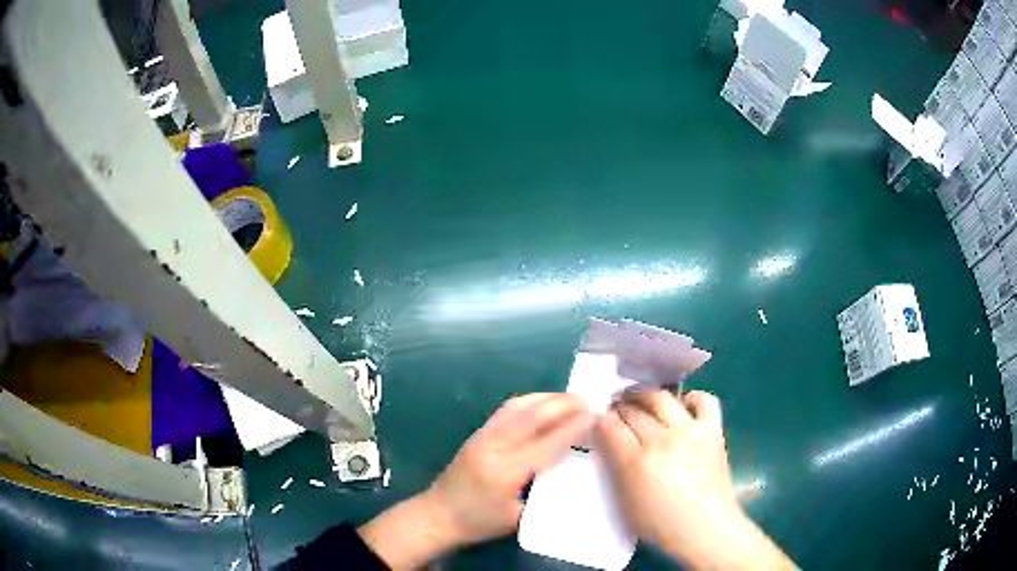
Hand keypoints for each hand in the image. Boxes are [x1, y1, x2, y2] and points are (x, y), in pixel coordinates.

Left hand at [359, 393, 592, 568]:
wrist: (437, 515)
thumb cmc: (479, 523)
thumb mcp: (518, 518)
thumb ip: (545, 495)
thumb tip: (573, 472)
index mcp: (506, 471)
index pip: (547, 442)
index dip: (573, 426)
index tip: (596, 415)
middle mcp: (493, 446)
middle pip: (533, 416)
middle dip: (563, 404)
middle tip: (589, 400)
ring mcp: (482, 436)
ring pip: (518, 406)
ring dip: (547, 398)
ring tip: (570, 398)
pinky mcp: (476, 433)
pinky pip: (506, 410)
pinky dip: (529, 402)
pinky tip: (542, 403)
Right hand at [596, 390, 794, 569]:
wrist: (705, 529)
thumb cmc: (660, 524)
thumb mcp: (624, 502)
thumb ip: (614, 468)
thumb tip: (607, 442)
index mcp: (636, 462)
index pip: (609, 425)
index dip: (599, 420)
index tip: (598, 422)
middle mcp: (662, 440)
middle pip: (632, 408)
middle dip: (618, 407)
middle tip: (617, 413)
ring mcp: (690, 431)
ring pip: (661, 397)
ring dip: (645, 396)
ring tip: (641, 403)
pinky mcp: (713, 430)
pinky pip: (703, 400)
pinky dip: (691, 398)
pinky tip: (682, 408)